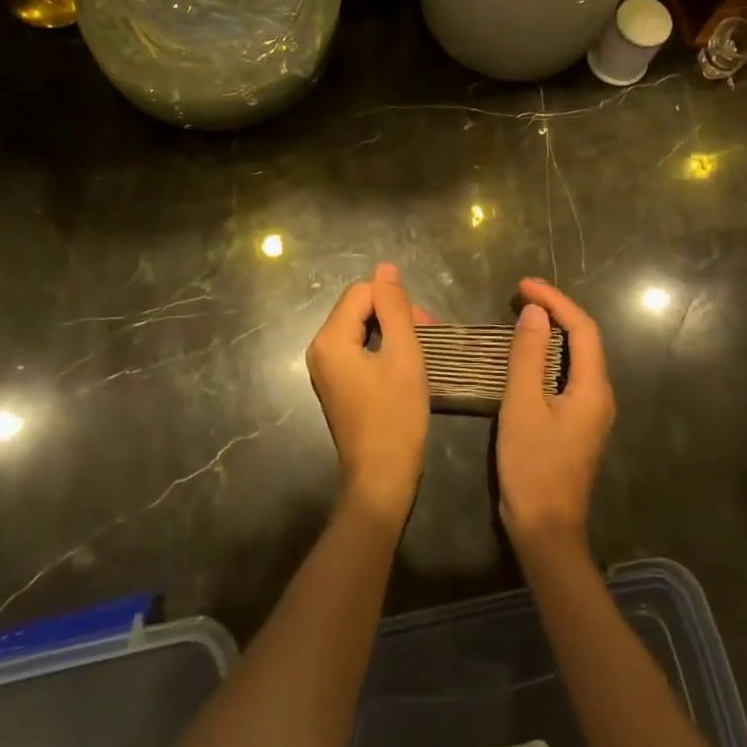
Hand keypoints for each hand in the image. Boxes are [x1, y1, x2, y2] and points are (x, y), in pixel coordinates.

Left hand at [306, 263, 431, 525]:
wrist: (381, 479)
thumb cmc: (396, 416)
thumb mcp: (404, 355)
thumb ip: (395, 307)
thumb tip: (385, 267)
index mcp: (330, 338)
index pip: (363, 292)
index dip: (395, 303)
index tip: (424, 328)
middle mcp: (319, 348)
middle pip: (359, 307)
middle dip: (394, 315)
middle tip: (427, 339)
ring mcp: (325, 368)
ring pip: (361, 327)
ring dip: (391, 332)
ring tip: (420, 353)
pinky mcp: (335, 383)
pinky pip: (357, 349)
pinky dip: (382, 349)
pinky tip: (403, 367)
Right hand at [497, 277, 614, 556]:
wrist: (546, 530)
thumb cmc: (532, 465)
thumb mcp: (522, 405)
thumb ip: (528, 355)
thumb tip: (534, 312)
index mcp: (594, 388)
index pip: (582, 328)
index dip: (555, 300)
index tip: (523, 285)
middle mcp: (601, 395)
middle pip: (585, 339)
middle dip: (555, 310)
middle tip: (520, 295)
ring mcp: (592, 411)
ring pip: (577, 357)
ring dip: (553, 331)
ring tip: (522, 314)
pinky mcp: (578, 423)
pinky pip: (569, 374)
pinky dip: (550, 354)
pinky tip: (528, 354)